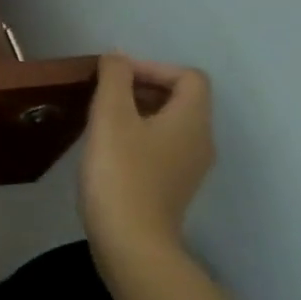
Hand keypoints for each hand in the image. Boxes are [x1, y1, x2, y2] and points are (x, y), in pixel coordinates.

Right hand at [79, 53, 214, 263]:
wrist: (131, 241)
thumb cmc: (120, 172)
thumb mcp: (111, 116)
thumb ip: (115, 78)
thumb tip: (117, 58)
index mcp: (192, 121)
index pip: (189, 76)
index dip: (153, 67)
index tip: (115, 77)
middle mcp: (200, 141)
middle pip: (181, 98)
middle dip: (142, 87)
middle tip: (102, 93)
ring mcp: (189, 166)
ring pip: (169, 122)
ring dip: (137, 110)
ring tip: (100, 117)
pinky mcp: (172, 185)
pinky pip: (161, 145)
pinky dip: (138, 134)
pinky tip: (108, 146)